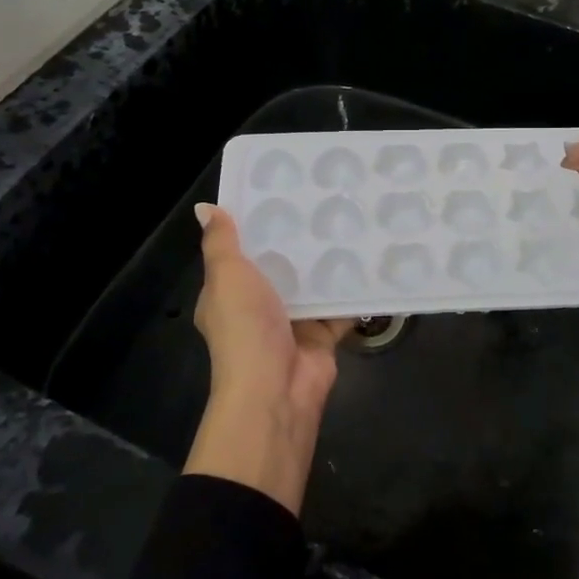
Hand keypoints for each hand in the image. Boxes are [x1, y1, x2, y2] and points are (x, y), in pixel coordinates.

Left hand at [183, 203, 350, 515]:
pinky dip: (355, 290)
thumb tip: (205, 207)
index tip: (281, 189)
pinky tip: (373, 259)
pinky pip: (342, 306)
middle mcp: (259, 307)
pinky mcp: (324, 335)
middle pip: (281, 265)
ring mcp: (293, 322)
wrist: (276, 389)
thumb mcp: (226, 277)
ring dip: (328, 261)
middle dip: (299, 239)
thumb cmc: (245, 328)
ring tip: (353, 219)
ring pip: (313, 283)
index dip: (257, 223)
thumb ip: (221, 243)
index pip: (241, 251)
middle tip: (326, 198)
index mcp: (229, 293)